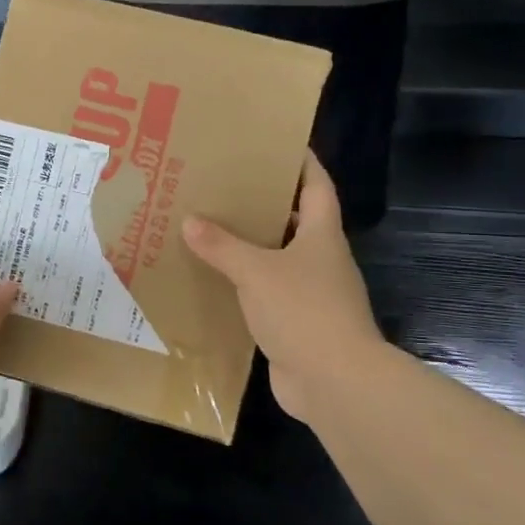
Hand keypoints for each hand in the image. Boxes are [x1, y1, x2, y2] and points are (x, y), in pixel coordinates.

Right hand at [182, 152, 384, 424]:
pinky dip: (245, 284)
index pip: (318, 185)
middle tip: (225, 185)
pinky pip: (268, 294)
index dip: (302, 162)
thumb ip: (223, 246)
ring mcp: (312, 294)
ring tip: (211, 228)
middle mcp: (321, 260)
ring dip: (252, 246)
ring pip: (279, 258)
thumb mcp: (256, 271)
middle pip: (296, 220)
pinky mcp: (298, 324)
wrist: (334, 382)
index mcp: (322, 235)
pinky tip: (216, 280)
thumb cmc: (303, 310)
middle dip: (265, 202)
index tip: (277, 143)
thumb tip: (190, 221)